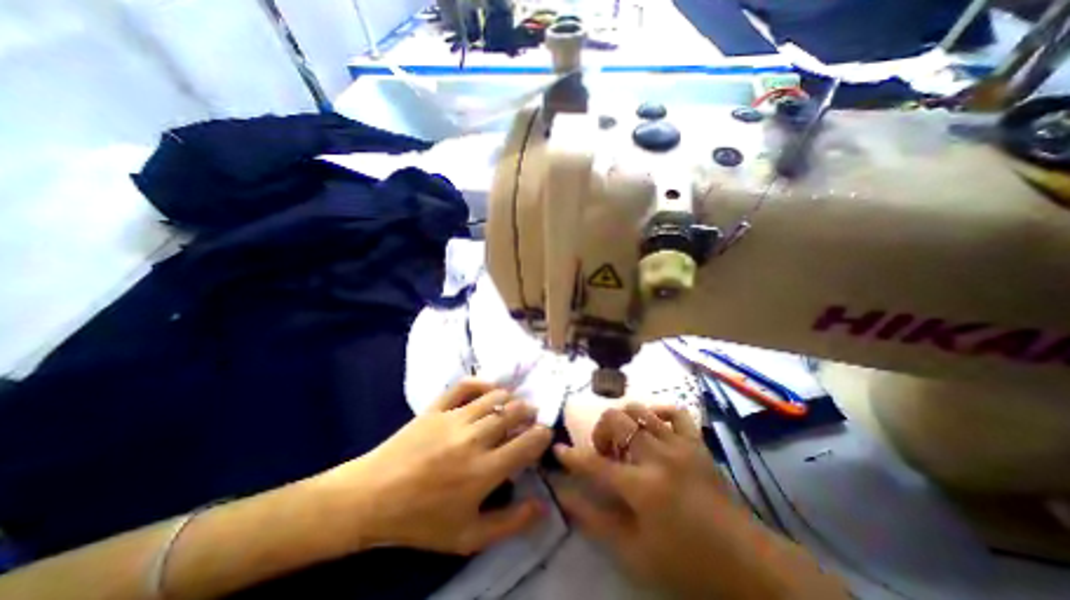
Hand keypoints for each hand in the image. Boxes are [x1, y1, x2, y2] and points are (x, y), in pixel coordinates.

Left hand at [314, 382, 552, 554]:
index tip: (544, 434)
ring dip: (510, 398)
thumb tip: (542, 506)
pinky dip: (481, 383)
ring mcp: (453, 418)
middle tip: (531, 416)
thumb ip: (510, 523)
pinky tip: (489, 388)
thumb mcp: (467, 537)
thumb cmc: (420, 521)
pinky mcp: (436, 408)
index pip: (527, 444)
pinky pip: (464, 386)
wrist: (370, 498)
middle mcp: (474, 438)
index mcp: (484, 471)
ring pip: (493, 397)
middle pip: (513, 413)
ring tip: (514, 404)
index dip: (542, 435)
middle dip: (529, 412)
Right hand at [556, 403, 848, 599]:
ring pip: (639, 409)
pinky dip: (658, 412)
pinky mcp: (696, 442)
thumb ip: (596, 521)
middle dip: (600, 432)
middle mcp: (658, 456)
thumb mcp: (635, 553)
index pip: (594, 464)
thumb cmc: (686, 563)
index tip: (558, 449)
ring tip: (627, 441)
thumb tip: (566, 497)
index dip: (571, 456)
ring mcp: (679, 444)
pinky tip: (654, 427)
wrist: (747, 564)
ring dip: (624, 420)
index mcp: (642, 487)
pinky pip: (674, 411)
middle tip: (604, 452)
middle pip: (615, 421)